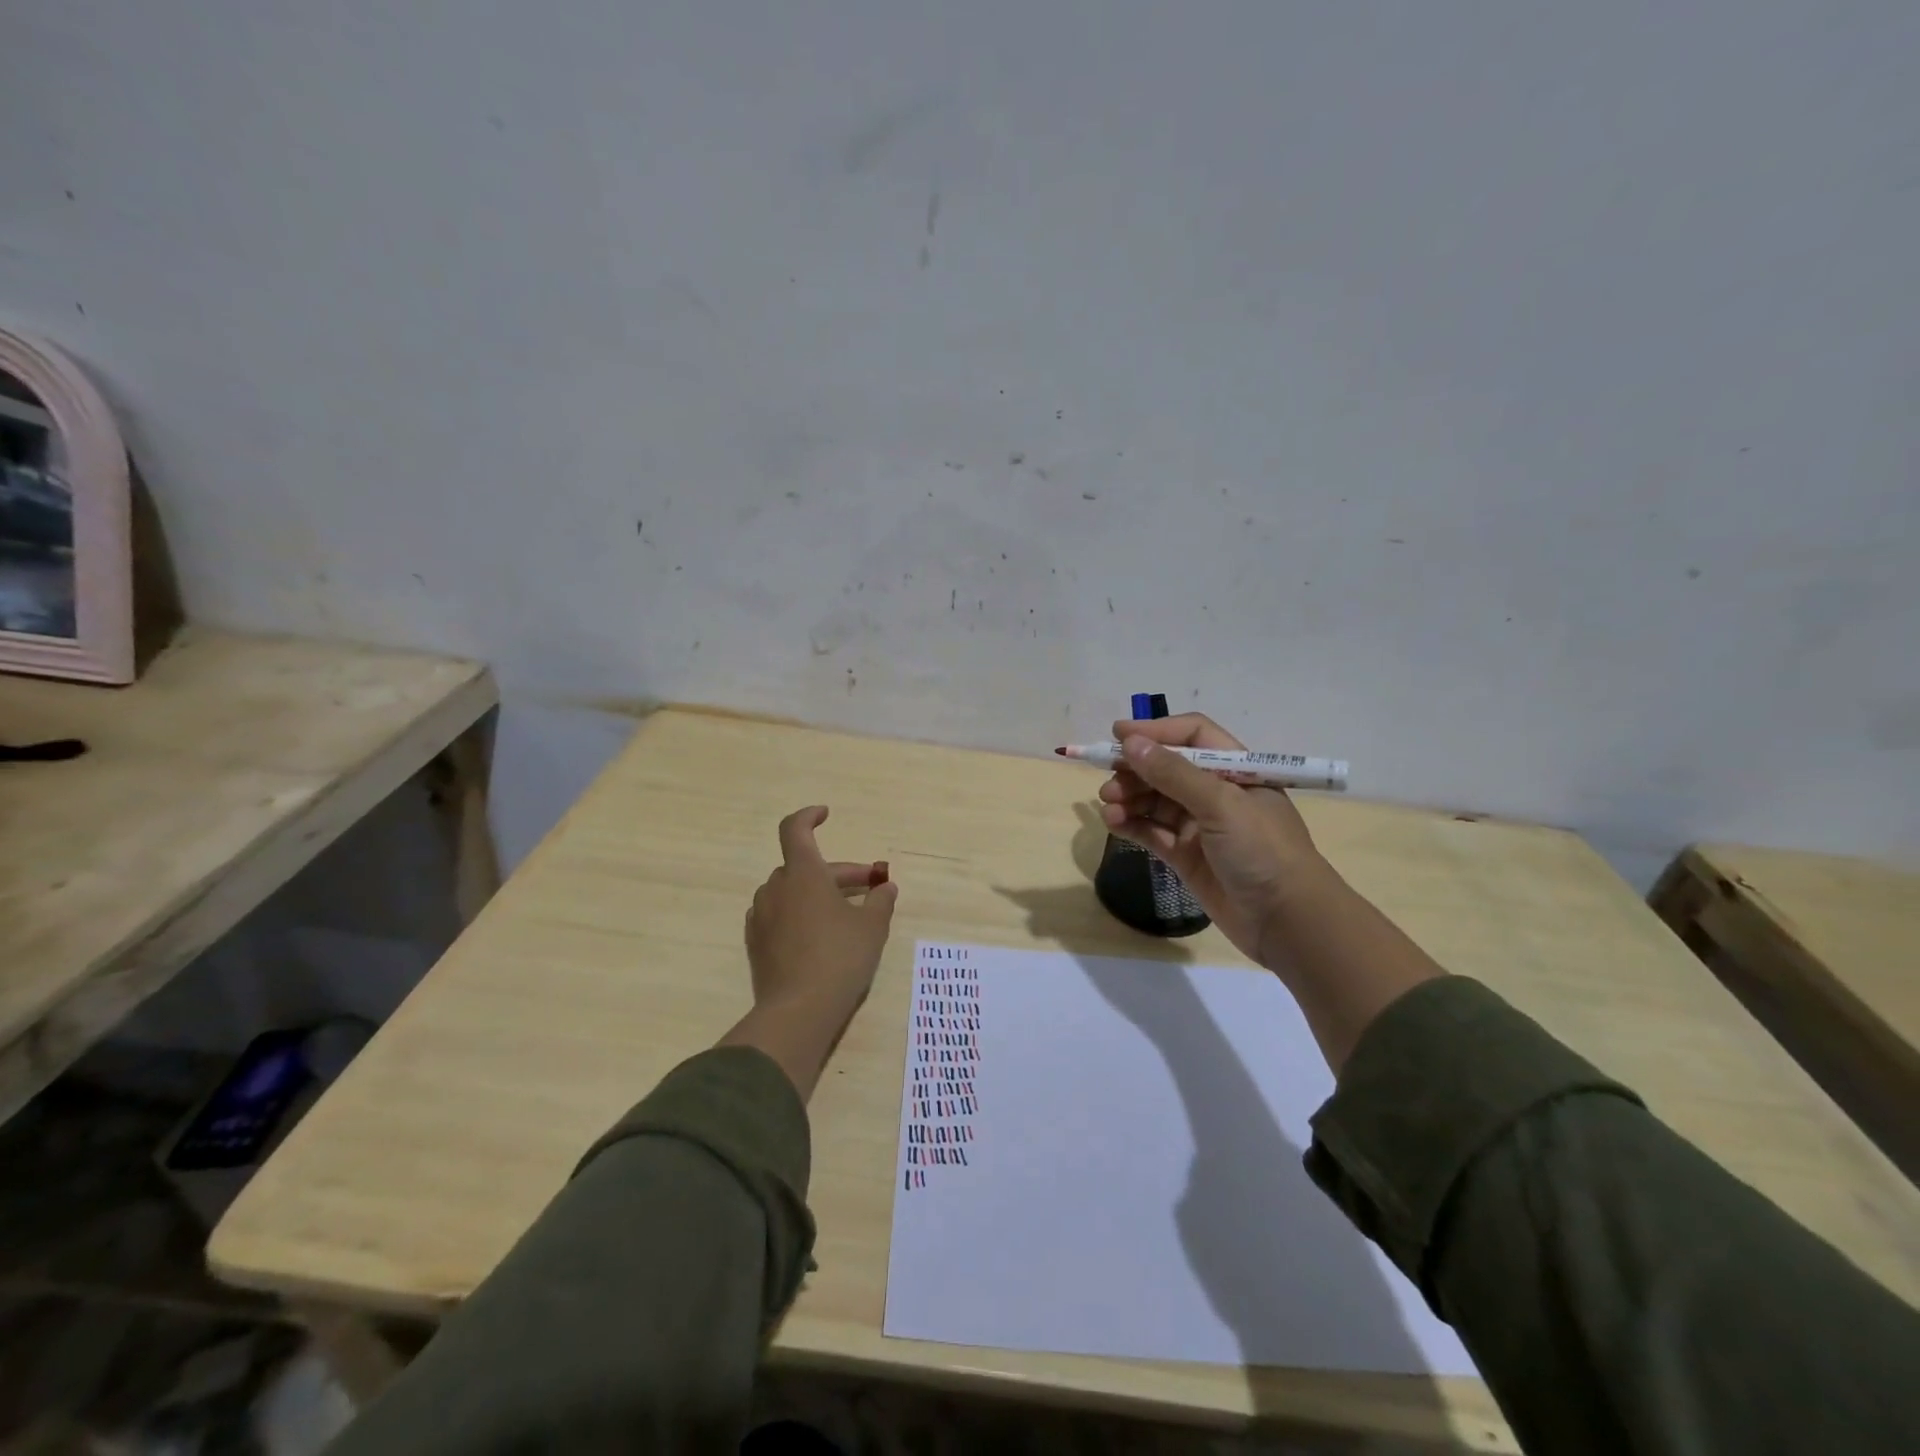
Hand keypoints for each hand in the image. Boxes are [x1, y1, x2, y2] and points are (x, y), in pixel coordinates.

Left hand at [744, 805, 898, 1020]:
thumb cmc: (840, 958)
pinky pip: (778, 915)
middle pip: (804, 866)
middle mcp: (776, 888)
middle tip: (870, 888)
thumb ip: (880, 901)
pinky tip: (818, 934)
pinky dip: (798, 913)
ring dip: (816, 893)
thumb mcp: (872, 927)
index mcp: (803, 874)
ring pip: (791, 891)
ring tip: (845, 913)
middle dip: (838, 873)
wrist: (797, 1011)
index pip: (795, 830)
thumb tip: (886, 887)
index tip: (826, 815)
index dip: (809, 817)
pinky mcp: (756, 944)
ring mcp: (761, 917)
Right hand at [1097, 713, 1327, 967]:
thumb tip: (1131, 742)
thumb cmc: (1262, 850)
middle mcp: (1217, 793)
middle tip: (1108, 777)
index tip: (1118, 735)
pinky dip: (1131, 824)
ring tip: (1108, 803)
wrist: (1287, 921)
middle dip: (1136, 769)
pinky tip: (1113, 822)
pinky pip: (1152, 831)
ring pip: (1155, 800)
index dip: (1157, 731)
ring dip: (1129, 797)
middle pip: (1167, 768)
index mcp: (1235, 770)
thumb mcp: (1221, 804)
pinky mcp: (1186, 856)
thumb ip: (1174, 774)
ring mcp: (1200, 826)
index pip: (1192, 736)